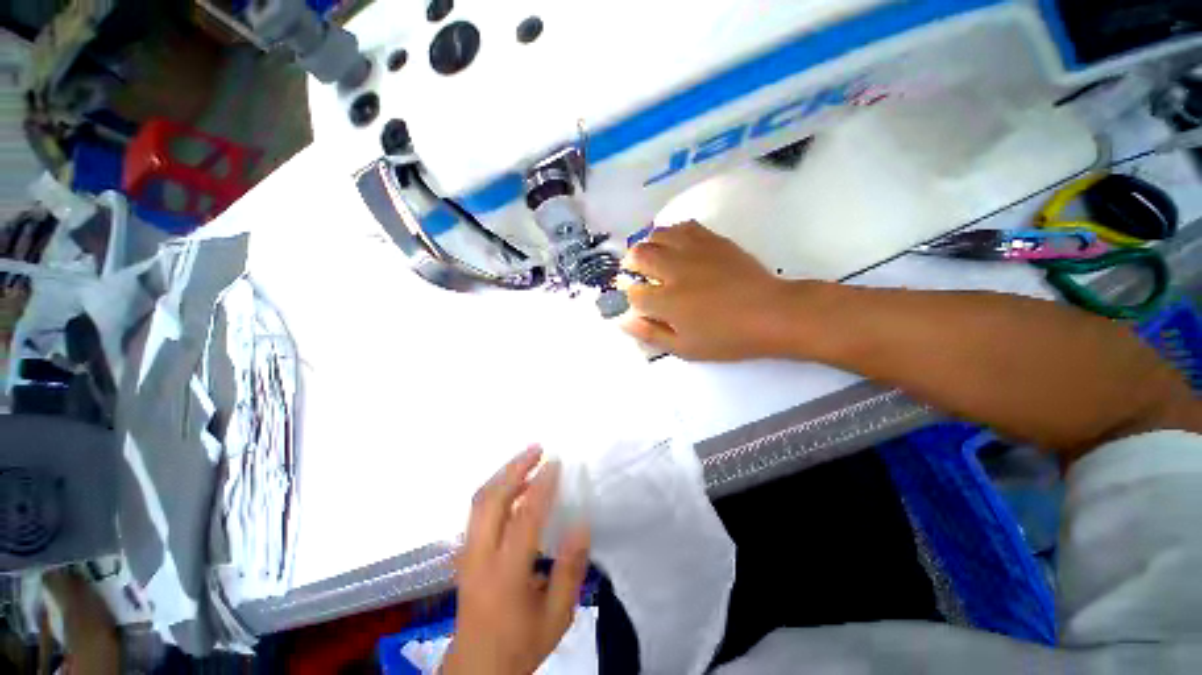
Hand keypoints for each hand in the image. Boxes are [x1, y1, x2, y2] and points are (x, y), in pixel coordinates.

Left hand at [443, 448, 590, 674]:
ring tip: (527, 459)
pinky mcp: (464, 553)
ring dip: (503, 474)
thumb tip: (581, 525)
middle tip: (537, 449)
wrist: (476, 669)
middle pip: (490, 499)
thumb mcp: (557, 616)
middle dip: (514, 467)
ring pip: (479, 501)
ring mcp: (466, 553)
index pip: (524, 518)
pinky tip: (513, 485)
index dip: (541, 486)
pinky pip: (477, 510)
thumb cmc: (520, 643)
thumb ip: (570, 570)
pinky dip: (496, 489)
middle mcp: (480, 557)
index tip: (556, 463)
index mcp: (506, 574)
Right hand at [620, 221, 811, 359]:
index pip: (634, 293)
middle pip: (638, 255)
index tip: (640, 303)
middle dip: (632, 265)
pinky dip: (672, 234)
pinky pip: (683, 226)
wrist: (771, 313)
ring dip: (649, 246)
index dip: (632, 298)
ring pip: (657, 235)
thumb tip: (624, 321)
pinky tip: (676, 245)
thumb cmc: (727, 338)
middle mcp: (674, 271)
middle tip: (638, 274)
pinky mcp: (712, 240)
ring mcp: (694, 251)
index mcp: (667, 301)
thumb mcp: (685, 349)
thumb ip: (651, 334)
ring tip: (654, 258)